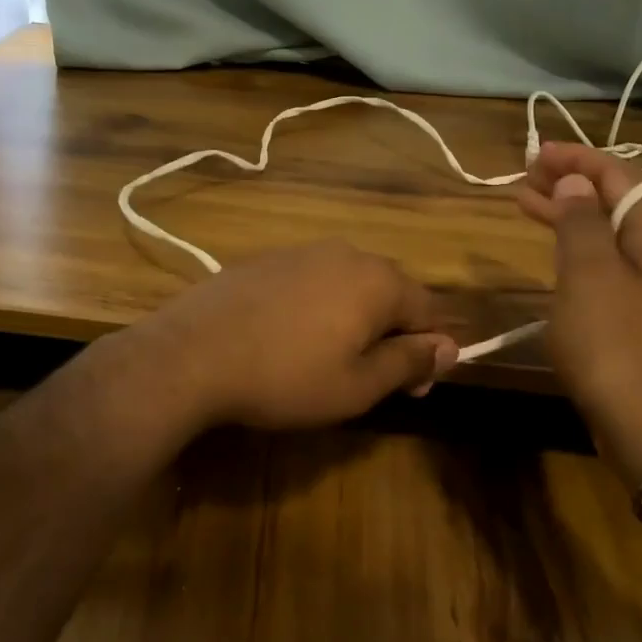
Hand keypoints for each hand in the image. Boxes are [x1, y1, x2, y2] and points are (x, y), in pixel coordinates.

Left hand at [138, 241, 459, 430]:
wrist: (192, 354)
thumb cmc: (286, 377)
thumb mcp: (357, 385)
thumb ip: (409, 362)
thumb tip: (449, 347)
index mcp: (378, 281)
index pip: (430, 311)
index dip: (430, 352)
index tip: (412, 389)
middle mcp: (347, 254)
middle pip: (390, 293)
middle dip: (392, 334)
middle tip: (371, 378)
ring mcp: (302, 251)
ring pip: (349, 285)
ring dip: (354, 320)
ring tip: (327, 359)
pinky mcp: (266, 259)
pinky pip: (311, 282)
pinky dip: (317, 307)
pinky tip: (289, 337)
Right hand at [516, 142, 641, 469]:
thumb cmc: (619, 348)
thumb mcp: (589, 277)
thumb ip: (581, 223)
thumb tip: (575, 184)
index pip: (619, 174)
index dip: (575, 160)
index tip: (534, 153)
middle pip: (618, 200)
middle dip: (571, 185)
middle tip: (524, 178)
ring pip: (614, 233)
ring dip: (572, 217)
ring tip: (527, 206)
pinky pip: (615, 263)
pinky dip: (582, 250)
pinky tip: (559, 256)